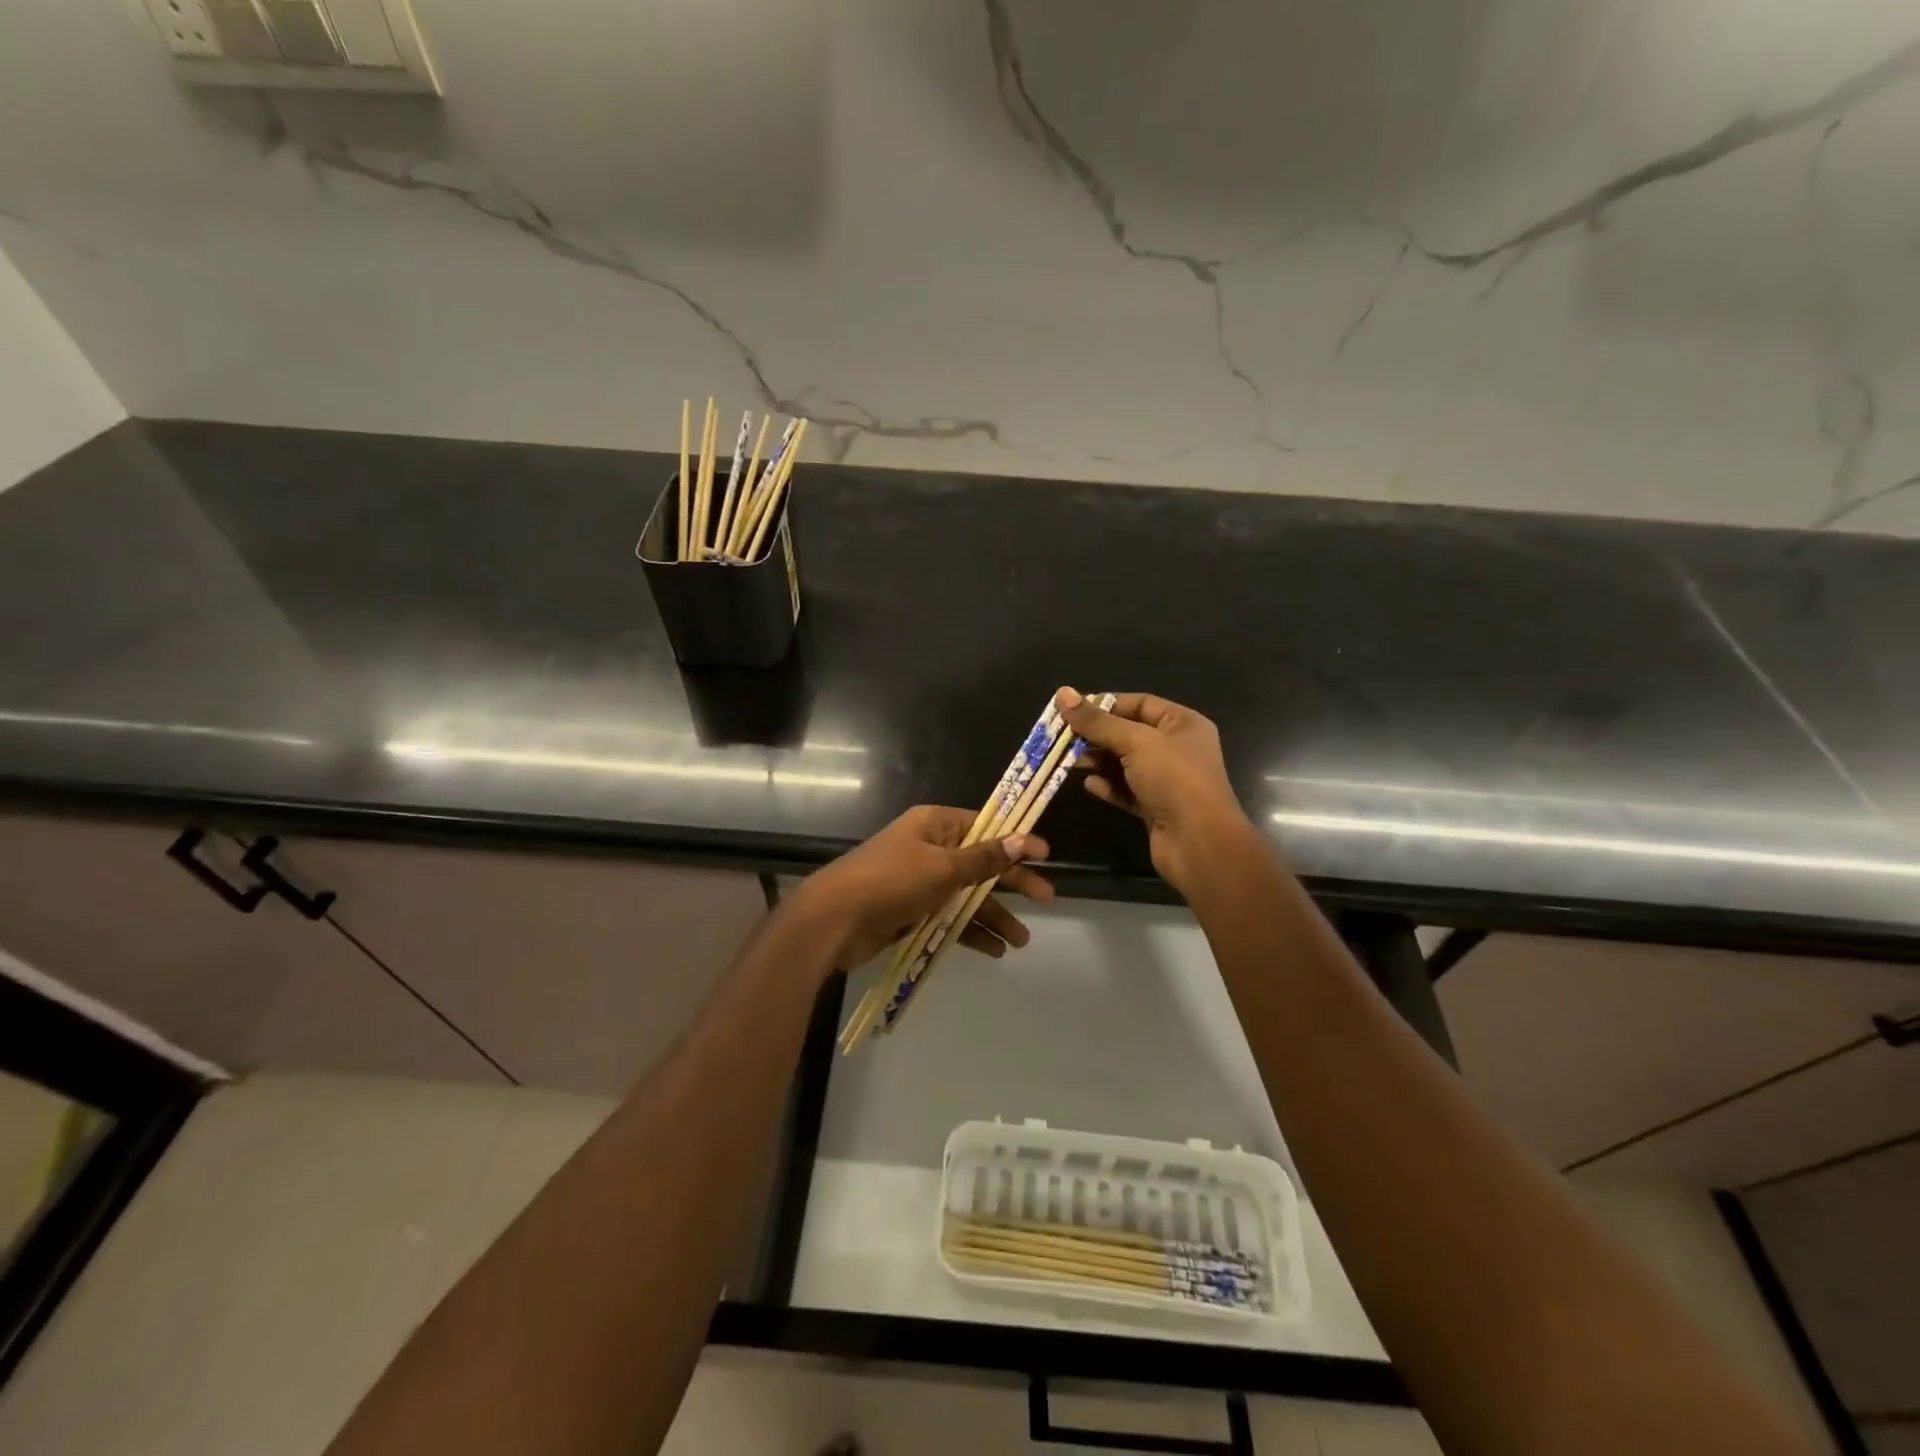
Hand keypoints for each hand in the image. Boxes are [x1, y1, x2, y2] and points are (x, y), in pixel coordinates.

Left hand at [791, 805, 1054, 971]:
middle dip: (1012, 883)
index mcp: (936, 825)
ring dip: (993, 915)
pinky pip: (950, 917)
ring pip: (967, 895)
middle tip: (1047, 899)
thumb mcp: (942, 868)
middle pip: (981, 863)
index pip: (986, 826)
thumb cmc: (891, 882)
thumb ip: (984, 858)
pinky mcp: (912, 910)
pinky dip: (969, 931)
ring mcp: (920, 881)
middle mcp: (930, 848)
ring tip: (1021, 940)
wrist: (834, 920)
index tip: (1046, 856)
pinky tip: (993, 950)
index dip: (1016, 840)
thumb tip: (1022, 839)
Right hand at [1056, 686, 1249, 892]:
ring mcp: (1166, 780)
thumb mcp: (1135, 742)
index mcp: (1182, 723)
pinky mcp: (1155, 807)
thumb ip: (1097, 721)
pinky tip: (1089, 785)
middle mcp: (1176, 748)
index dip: (1106, 704)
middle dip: (1097, 735)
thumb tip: (1063, 693)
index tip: (1072, 710)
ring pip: (1125, 763)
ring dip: (1098, 760)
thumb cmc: (1173, 780)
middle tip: (1063, 738)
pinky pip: (1126, 790)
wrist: (1199, 842)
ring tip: (1071, 762)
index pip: (1139, 703)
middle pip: (1128, 733)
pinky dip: (1107, 785)